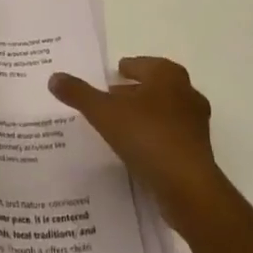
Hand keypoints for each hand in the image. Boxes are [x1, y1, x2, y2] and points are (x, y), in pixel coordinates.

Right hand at [50, 56, 231, 231]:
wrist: (187, 187)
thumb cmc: (147, 136)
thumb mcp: (104, 112)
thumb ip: (79, 94)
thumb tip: (54, 77)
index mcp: (167, 75)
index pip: (141, 64)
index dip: (125, 69)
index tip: (110, 77)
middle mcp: (186, 92)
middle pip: (154, 87)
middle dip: (134, 92)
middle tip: (110, 100)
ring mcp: (196, 123)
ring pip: (164, 112)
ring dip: (145, 116)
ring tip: (120, 127)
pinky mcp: (198, 152)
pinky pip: (170, 137)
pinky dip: (154, 138)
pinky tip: (137, 151)